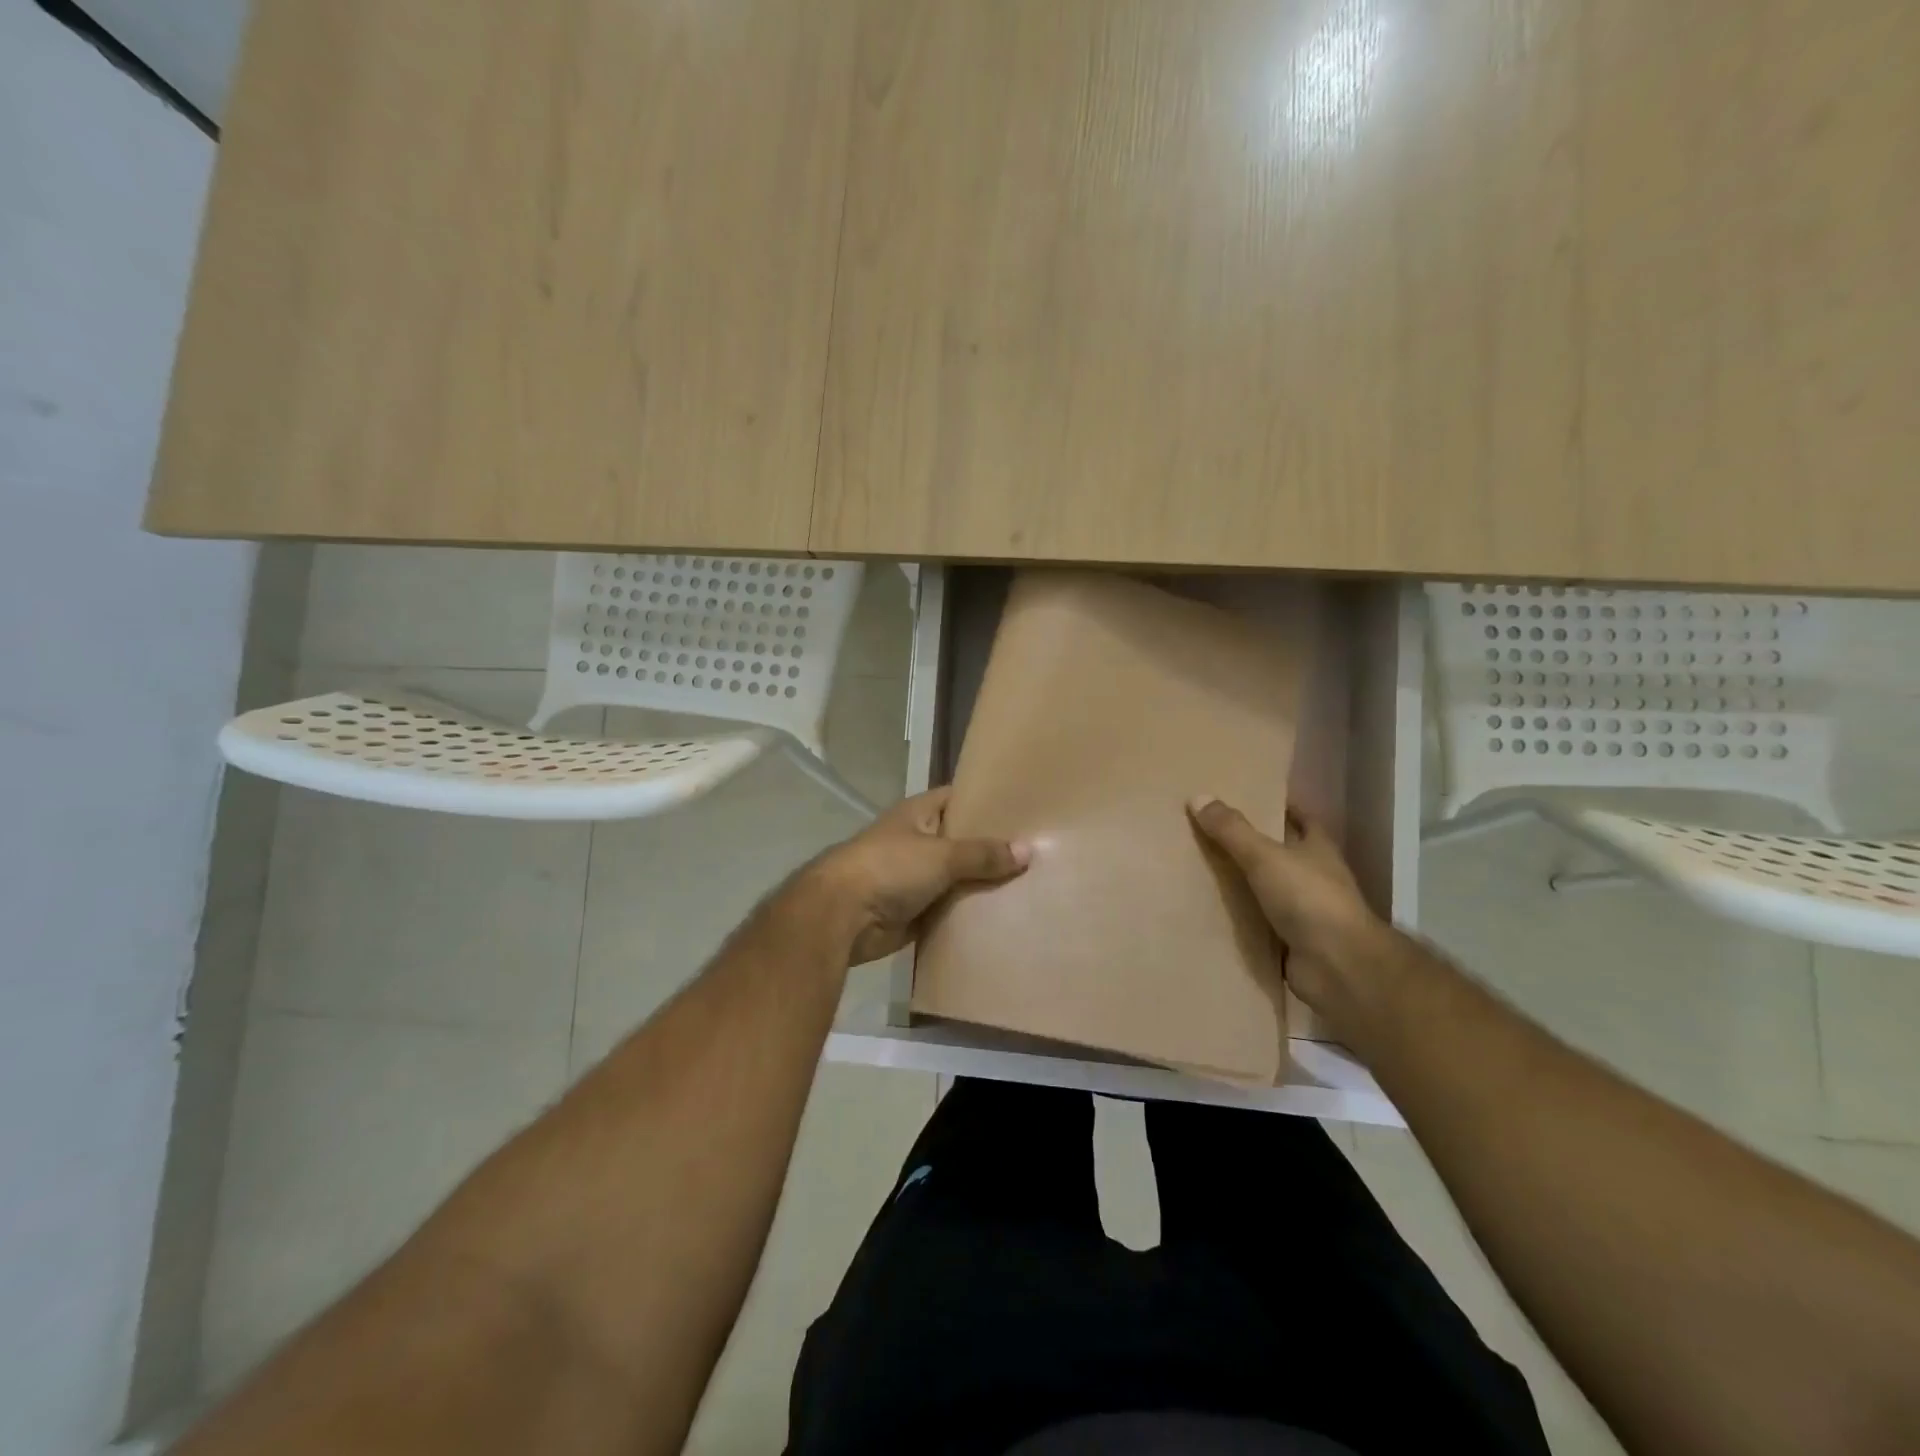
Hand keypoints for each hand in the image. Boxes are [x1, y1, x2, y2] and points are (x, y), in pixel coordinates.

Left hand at [799, 788, 1029, 964]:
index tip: (1025, 809)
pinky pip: (950, 909)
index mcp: (920, 814)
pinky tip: (1004, 916)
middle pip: (963, 841)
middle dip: (994, 848)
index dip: (989, 801)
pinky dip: (969, 913)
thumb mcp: (941, 855)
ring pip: (959, 877)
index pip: (960, 798)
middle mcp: (919, 841)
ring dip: (984, 884)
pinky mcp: (915, 911)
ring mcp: (916, 877)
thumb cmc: (889, 868)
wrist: (842, 916)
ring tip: (1032, 884)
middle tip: (1040, 851)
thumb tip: (1028, 850)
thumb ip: (983, 855)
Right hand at [1186, 796, 1392, 1017]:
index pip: (1301, 819)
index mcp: (1318, 849)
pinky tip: (1210, 912)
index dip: (1279, 808)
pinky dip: (1240, 919)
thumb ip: (1232, 830)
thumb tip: (1198, 796)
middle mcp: (1315, 877)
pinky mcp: (1292, 942)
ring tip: (1201, 870)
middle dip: (1252, 845)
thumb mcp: (1265, 856)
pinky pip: (1259, 923)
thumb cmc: (1308, 898)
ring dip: (1243, 883)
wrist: (1337, 966)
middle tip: (1211, 833)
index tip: (1248, 799)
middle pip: (1281, 854)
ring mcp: (1306, 912)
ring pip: (1268, 890)